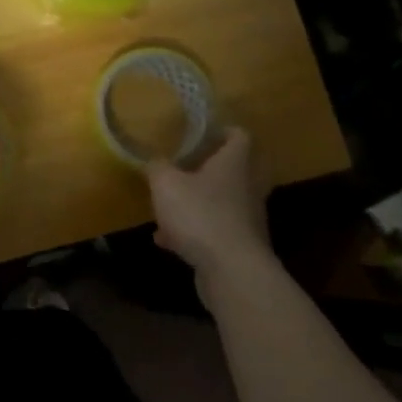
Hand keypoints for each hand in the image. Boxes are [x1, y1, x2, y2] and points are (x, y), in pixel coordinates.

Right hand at [146, 128, 270, 280]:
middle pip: (234, 168)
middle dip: (209, 168)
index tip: (201, 132)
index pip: (239, 135)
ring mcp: (247, 217)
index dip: (222, 130)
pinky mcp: (240, 245)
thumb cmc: (200, 214)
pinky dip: (193, 232)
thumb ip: (157, 168)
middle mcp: (247, 186)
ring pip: (222, 201)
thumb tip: (153, 160)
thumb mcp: (166, 184)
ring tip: (169, 207)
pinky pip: (214, 230)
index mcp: (234, 162)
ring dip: (198, 202)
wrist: (232, 270)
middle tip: (186, 166)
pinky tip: (167, 241)